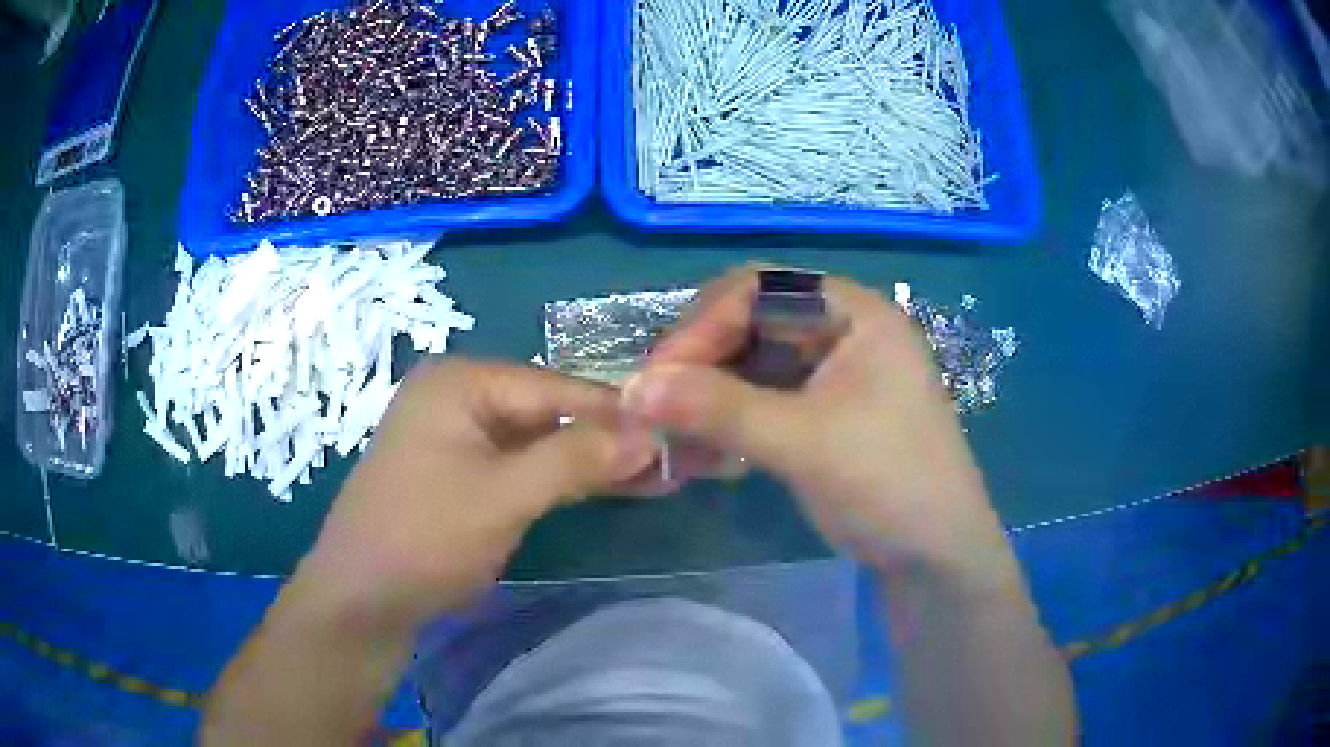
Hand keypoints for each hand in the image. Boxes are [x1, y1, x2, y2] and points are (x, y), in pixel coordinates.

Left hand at [301, 359, 657, 623]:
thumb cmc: (425, 537)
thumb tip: (649, 434)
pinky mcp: (455, 471)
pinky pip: (517, 465)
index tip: (674, 435)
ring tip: (647, 479)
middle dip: (604, 441)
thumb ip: (577, 458)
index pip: (556, 387)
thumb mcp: (505, 495)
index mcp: (460, 380)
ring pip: (535, 441)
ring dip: (585, 462)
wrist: (361, 598)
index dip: (616, 413)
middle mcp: (456, 394)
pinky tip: (598, 488)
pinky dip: (555, 479)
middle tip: (667, 464)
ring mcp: (454, 434)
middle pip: (547, 411)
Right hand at [623, 268, 1008, 577]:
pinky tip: (700, 450)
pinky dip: (727, 420)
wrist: (935, 556)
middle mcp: (841, 331)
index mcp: (854, 313)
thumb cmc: (889, 484)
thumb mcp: (805, 443)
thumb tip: (634, 386)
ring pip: (750, 363)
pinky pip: (760, 399)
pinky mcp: (821, 412)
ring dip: (707, 394)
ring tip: (670, 433)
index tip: (658, 376)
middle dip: (700, 360)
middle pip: (751, 322)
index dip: (702, 325)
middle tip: (657, 403)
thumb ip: (720, 409)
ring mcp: (831, 373)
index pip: (759, 290)